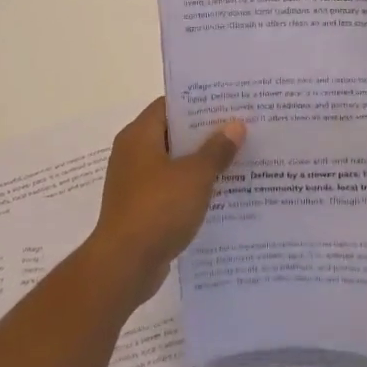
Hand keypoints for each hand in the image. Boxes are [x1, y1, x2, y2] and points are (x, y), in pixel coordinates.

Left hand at [87, 98, 244, 306]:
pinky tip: (222, 195)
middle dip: (206, 134)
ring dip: (202, 164)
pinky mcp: (142, 209)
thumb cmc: (158, 209)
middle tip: (242, 130)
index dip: (198, 102)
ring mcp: (135, 183)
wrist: (124, 265)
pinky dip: (192, 189)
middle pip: (173, 134)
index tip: (229, 103)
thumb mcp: (194, 176)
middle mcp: (133, 154)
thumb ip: (216, 150)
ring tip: (239, 160)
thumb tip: (235, 125)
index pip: (169, 105)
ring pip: (174, 164)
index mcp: (139, 136)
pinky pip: (172, 190)